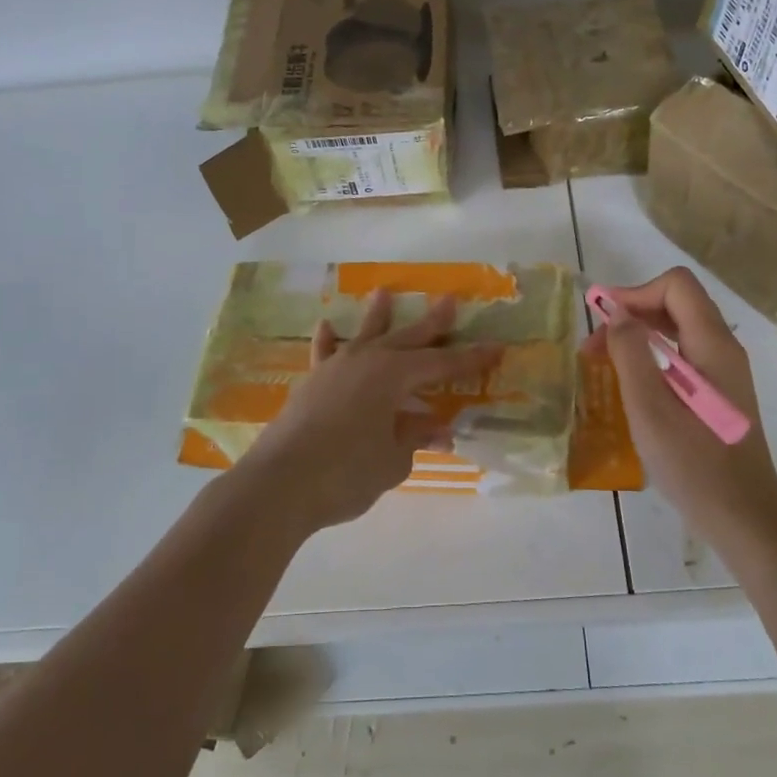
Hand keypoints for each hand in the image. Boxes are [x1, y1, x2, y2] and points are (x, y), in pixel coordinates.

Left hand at [235, 290, 502, 533]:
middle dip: (431, 322)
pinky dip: (328, 340)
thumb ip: (415, 438)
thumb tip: (437, 428)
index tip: (496, 348)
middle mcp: (367, 362)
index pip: (442, 365)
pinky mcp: (312, 383)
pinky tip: (327, 326)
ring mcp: (335, 369)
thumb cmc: (346, 472)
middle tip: (450, 300)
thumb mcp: (392, 460)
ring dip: (378, 316)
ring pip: (365, 336)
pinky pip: (324, 354)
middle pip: (407, 338)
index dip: (471, 359)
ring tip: (383, 292)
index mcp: (394, 375)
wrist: (279, 484)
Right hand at [586, 268, 776, 554]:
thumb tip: (616, 313)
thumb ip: (631, 353)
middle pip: (677, 302)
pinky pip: (683, 353)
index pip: (676, 285)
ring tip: (604, 363)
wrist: (744, 519)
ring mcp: (724, 370)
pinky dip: (652, 355)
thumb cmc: (694, 465)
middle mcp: (724, 348)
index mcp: (712, 344)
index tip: (601, 321)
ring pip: (679, 328)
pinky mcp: (719, 391)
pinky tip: (632, 384)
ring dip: (639, 335)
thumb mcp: (650, 408)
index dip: (635, 292)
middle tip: (594, 347)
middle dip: (632, 313)